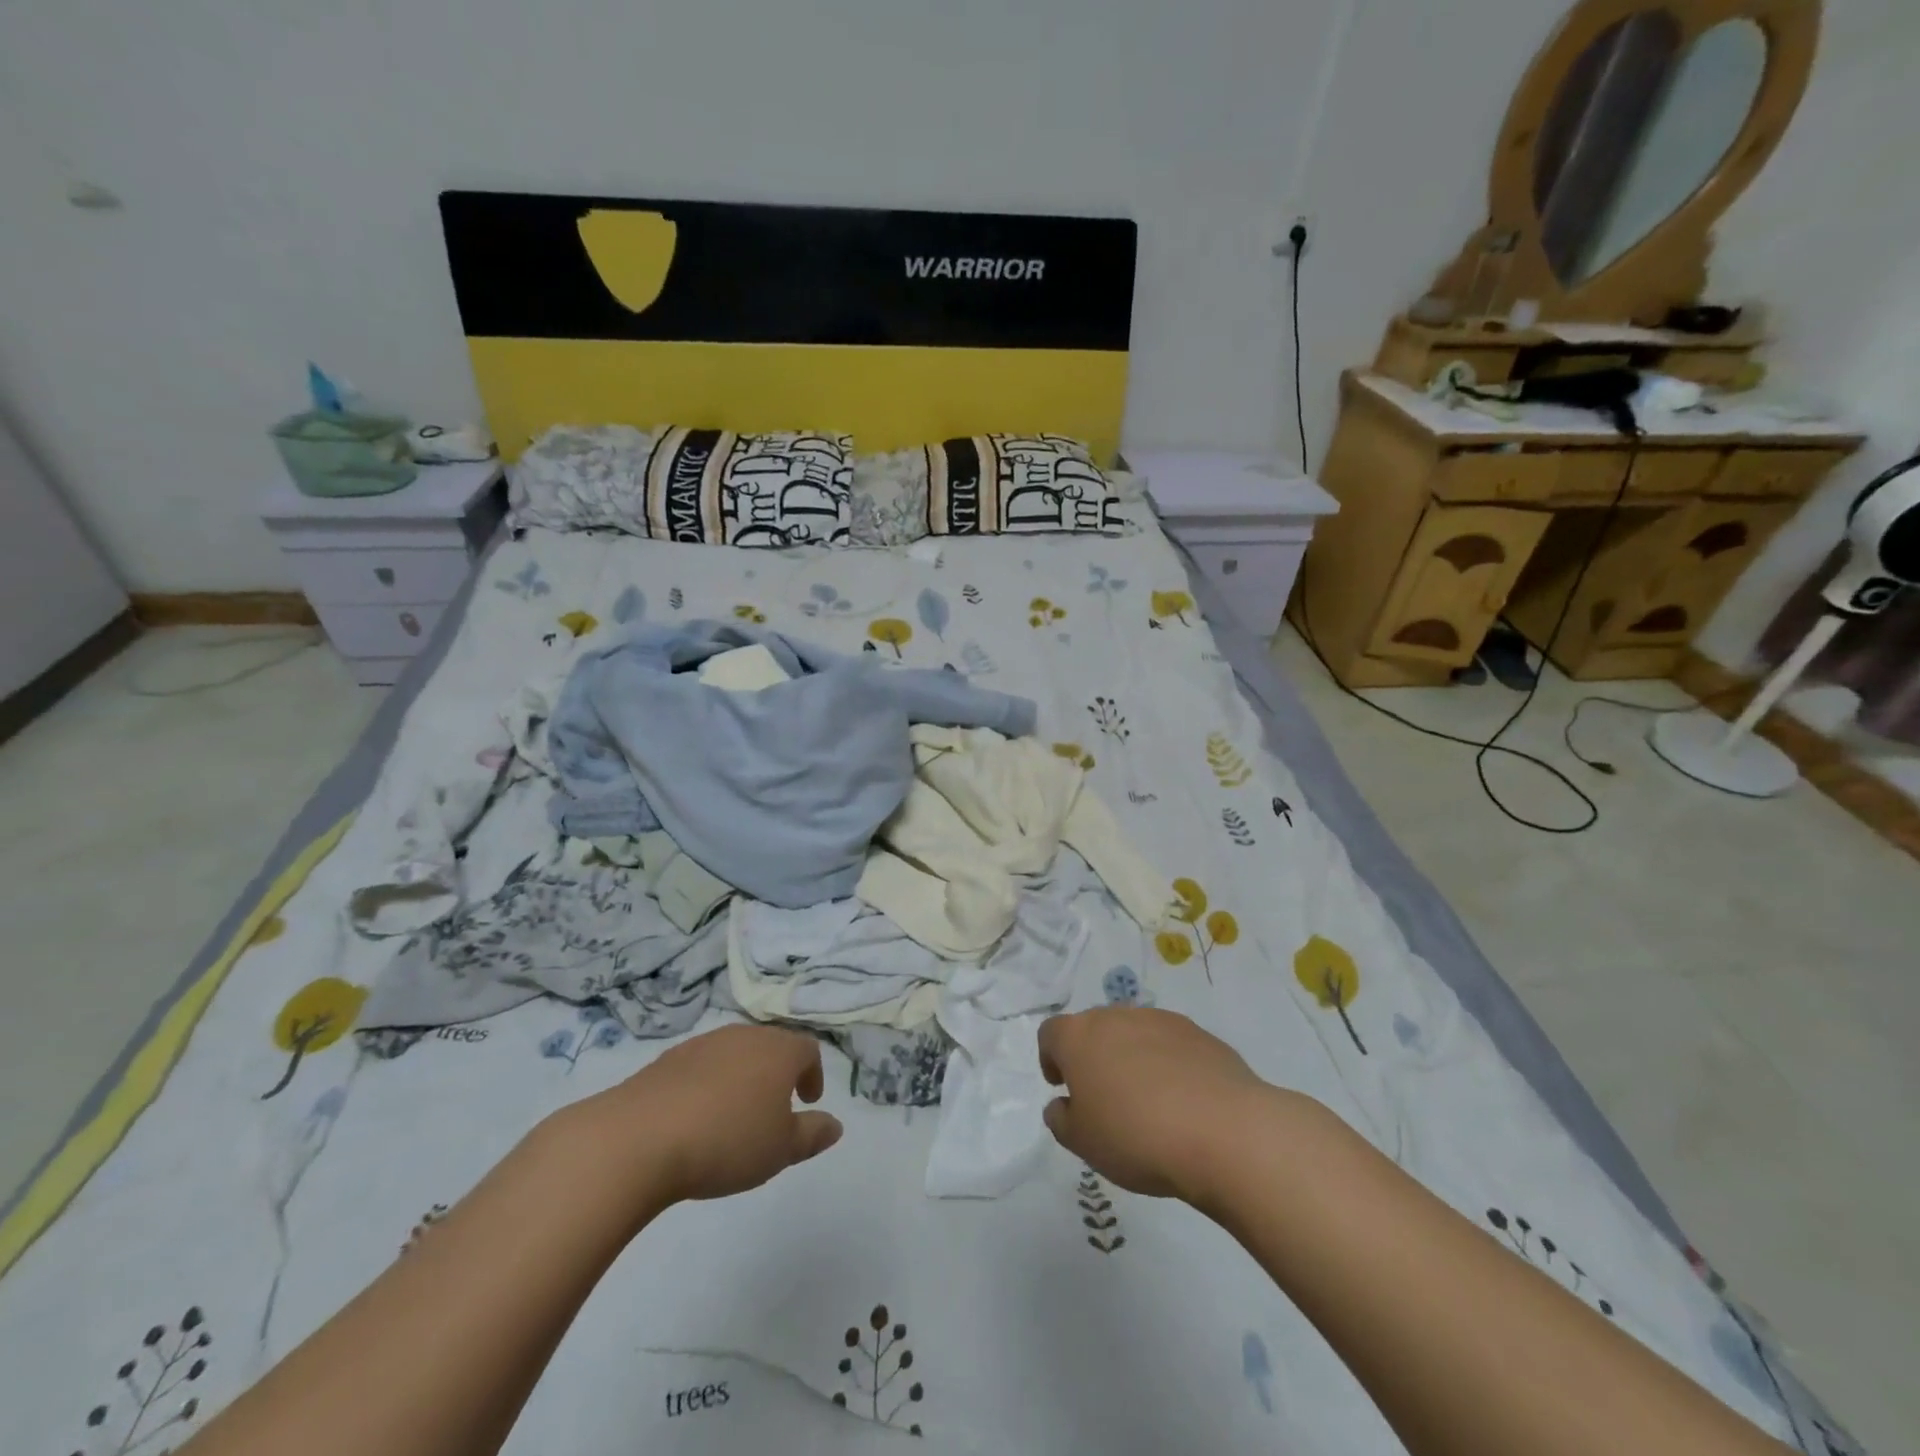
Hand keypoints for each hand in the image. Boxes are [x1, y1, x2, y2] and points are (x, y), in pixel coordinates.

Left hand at [577, 1025, 842, 1205]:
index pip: (808, 1049)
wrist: (639, 1138)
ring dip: (741, 1078)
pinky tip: (695, 1119)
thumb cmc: (726, 1141)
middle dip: (777, 1073)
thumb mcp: (780, 1149)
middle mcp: (744, 1036)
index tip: (807, 1102)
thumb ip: (811, 1135)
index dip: (813, 1074)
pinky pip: (700, 1067)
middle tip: (774, 1109)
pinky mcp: (667, 1059)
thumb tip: (835, 1125)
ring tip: (733, 1116)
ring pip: (734, 1053)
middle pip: (771, 1046)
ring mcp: (703, 1044)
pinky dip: (707, 1085)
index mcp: (778, 1051)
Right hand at [1039, 1007, 1270, 1200]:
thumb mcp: (1083, 1143)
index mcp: (1079, 1036)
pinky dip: (1169, 1065)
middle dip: (1094, 1058)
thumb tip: (1062, 1104)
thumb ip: (1062, 1119)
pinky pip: (1172, 1046)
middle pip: (1094, 1029)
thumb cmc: (1136, 1136)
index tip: (1062, 1087)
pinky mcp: (1199, 1034)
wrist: (1223, 1131)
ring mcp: (1160, 1020)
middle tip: (1105, 1099)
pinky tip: (1183, 1102)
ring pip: (1134, 1034)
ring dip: (1132, 1059)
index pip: (1051, 1033)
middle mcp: (1116, 1016)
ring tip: (1148, 1103)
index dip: (1051, 1058)